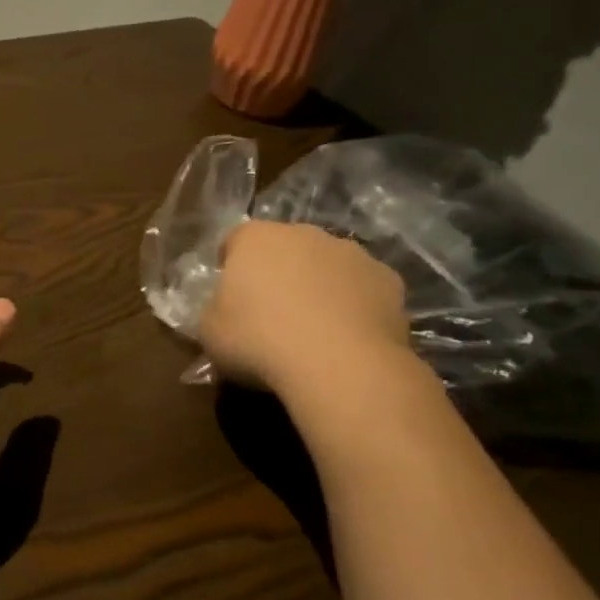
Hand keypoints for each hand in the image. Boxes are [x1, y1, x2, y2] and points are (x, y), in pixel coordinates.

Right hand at [199, 221, 411, 394]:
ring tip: (313, 328)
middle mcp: (304, 234)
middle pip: (285, 247)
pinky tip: (347, 338)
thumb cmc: (259, 340)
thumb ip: (215, 310)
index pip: (235, 240)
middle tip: (271, 311)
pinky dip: (355, 305)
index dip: (230, 265)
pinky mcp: (390, 280)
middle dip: (278, 271)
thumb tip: (224, 311)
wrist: (339, 365)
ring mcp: (352, 254)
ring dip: (319, 285)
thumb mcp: (209, 330)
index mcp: (255, 238)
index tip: (229, 295)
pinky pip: (362, 289)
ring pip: (327, 265)